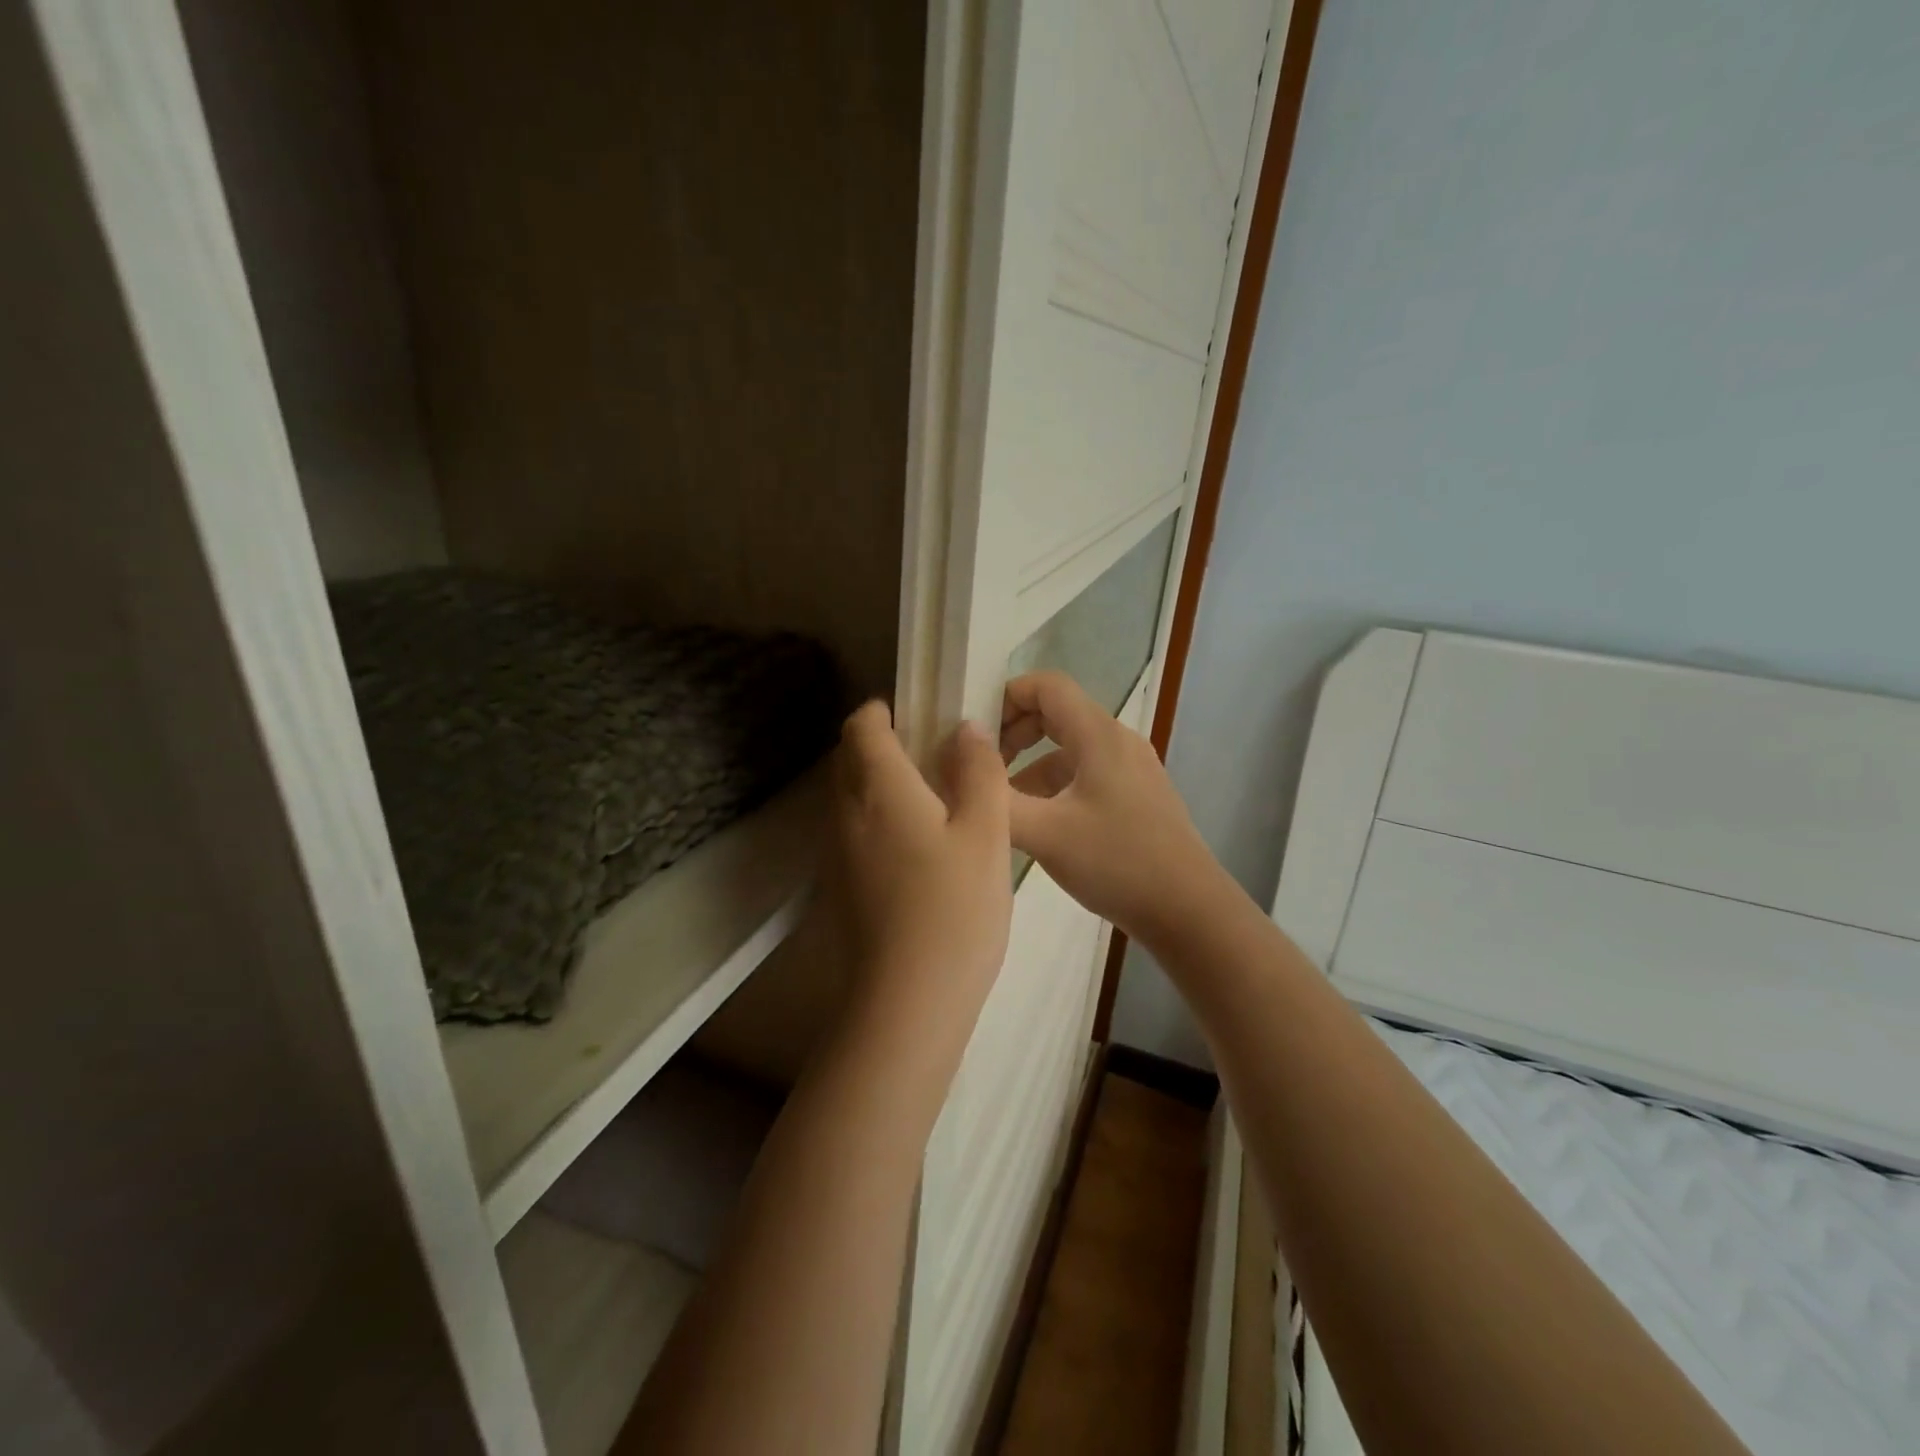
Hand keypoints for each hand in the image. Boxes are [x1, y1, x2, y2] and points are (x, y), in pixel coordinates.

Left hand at [822, 701, 1013, 1079]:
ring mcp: (836, 853)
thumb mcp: (985, 833)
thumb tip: (965, 730)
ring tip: (934, 801)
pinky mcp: (839, 888)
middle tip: (936, 755)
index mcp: (879, 789)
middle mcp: (845, 813)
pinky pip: (853, 832)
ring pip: (850, 797)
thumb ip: (978, 772)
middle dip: (883, 744)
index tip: (923, 715)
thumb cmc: (954, 910)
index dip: (886, 711)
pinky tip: (919, 849)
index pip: (862, 725)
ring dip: (881, 784)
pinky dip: (877, 820)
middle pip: (850, 758)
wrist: (906, 1003)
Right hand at [999, 672, 1223, 947]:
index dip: (1005, 696)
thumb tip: (958, 760)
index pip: (1046, 685)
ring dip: (1030, 766)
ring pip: (1068, 749)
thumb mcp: (1044, 833)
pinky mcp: (1136, 797)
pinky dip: (1054, 787)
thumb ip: (995, 796)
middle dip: (1013, 734)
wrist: (1188, 911)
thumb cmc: (1116, 863)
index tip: (974, 733)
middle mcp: (1118, 741)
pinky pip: (1085, 775)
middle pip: (1056, 713)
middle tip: (982, 768)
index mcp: (1099, 735)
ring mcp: (1131, 770)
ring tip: (1001, 805)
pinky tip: (1037, 826)